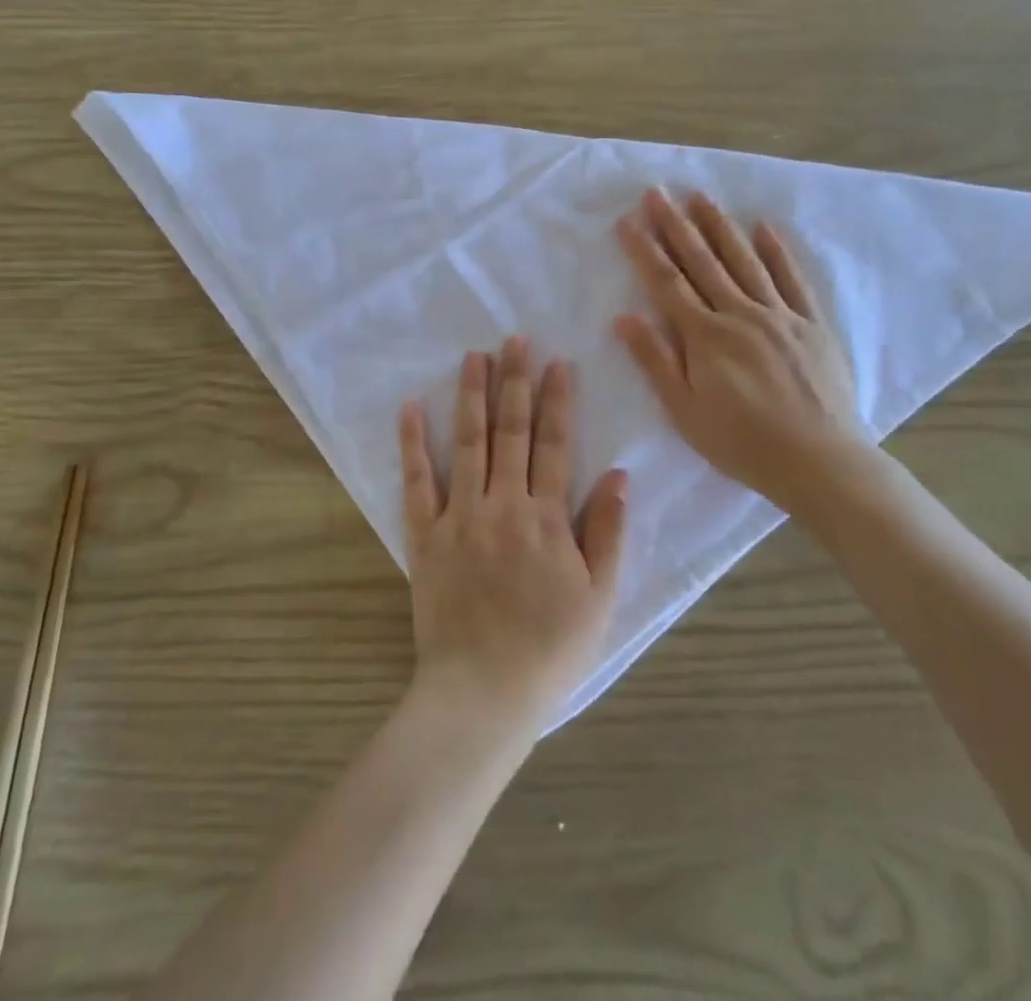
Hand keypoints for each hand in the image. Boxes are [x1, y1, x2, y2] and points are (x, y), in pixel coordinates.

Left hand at [398, 337, 627, 736]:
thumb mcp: (600, 597)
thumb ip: (609, 533)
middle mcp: (504, 504)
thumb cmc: (550, 649)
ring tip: (474, 356)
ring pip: (468, 442)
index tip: (557, 362)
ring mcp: (460, 516)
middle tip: (515, 339)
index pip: (556, 444)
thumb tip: (620, 475)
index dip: (558, 400)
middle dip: (515, 381)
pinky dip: (413, 443)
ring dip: (471, 395)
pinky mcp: (425, 536)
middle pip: (512, 430)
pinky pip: (417, 482)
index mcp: (548, 518)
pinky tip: (410, 408)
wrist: (483, 692)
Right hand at [614, 188, 874, 514]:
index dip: (645, 250)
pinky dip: (778, 252)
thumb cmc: (741, 443)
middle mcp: (741, 314)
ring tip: (701, 196)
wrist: (820, 462)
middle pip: (703, 262)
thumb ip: (655, 361)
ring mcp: (780, 315)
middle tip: (658, 191)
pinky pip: (793, 280)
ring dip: (720, 227)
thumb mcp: (685, 410)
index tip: (628, 220)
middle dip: (676, 225)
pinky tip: (765, 228)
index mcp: (706, 336)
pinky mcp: (812, 325)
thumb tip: (624, 318)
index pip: (667, 283)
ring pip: (745, 261)